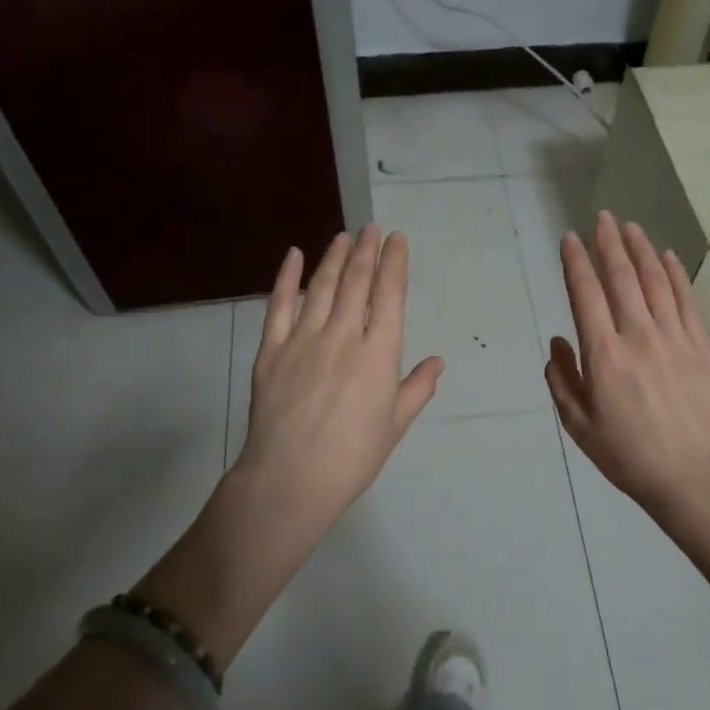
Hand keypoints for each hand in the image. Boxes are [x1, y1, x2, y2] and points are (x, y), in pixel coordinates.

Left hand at [138, 228, 442, 664]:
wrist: (290, 480)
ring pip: (322, 285)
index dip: (395, 262)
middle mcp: (343, 335)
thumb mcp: (394, 426)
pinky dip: (287, 276)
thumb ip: (417, 388)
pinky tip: (293, 255)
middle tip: (372, 228)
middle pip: (357, 280)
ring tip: (344, 236)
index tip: (397, 239)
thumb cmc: (351, 458)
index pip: (390, 294)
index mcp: (378, 353)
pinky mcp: (272, 348)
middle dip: (367, 250)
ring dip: (335, 256)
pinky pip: (279, 304)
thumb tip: (437, 361)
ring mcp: (303, 338)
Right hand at [546, 212, 709, 519]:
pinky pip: (686, 300)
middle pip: (621, 278)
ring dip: (641, 250)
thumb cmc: (627, 455)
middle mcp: (638, 336)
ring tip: (630, 226)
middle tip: (601, 217)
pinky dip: (676, 274)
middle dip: (608, 243)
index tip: (569, 239)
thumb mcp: (579, 425)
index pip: (586, 295)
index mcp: (604, 355)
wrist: (692, 475)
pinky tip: (668, 256)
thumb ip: (562, 380)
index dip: (576, 262)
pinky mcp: (700, 346)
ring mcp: (674, 338)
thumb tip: (559, 342)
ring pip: (655, 281)